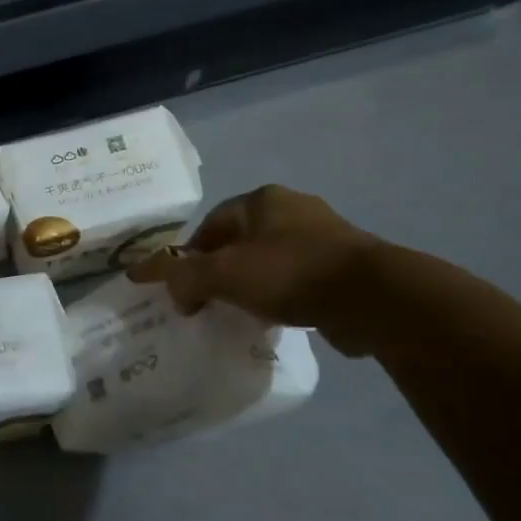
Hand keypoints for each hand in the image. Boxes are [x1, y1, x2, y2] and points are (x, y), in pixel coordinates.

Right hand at [127, 185, 382, 352]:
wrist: (373, 298)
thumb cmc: (290, 273)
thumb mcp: (223, 274)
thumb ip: (181, 274)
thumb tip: (147, 275)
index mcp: (262, 200)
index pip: (211, 224)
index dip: (190, 256)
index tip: (184, 290)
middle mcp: (294, 209)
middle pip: (240, 242)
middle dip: (220, 271)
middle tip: (207, 303)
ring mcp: (325, 237)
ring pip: (270, 261)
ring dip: (252, 285)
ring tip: (241, 315)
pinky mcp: (346, 267)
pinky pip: (299, 280)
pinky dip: (282, 297)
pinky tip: (278, 319)